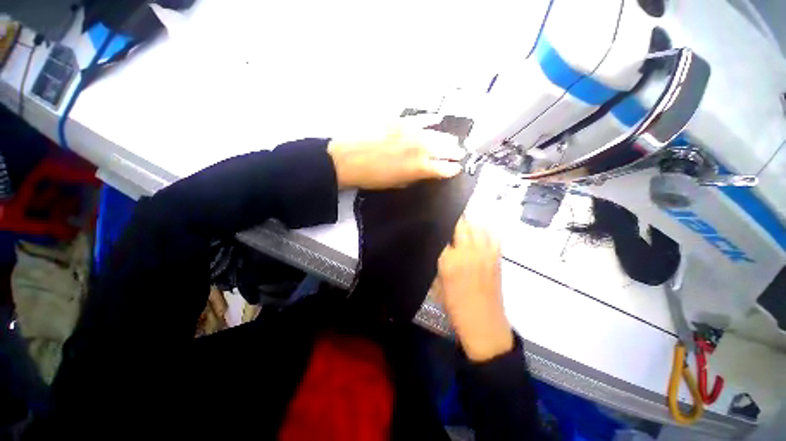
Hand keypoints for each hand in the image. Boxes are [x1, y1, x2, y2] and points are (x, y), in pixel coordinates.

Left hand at [327, 115, 465, 188]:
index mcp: (420, 167)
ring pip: (437, 133)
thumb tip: (426, 172)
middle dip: (454, 151)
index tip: (456, 169)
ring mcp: (411, 131)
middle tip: (460, 153)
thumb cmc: (373, 178)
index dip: (452, 170)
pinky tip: (436, 119)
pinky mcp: (400, 120)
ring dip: (447, 138)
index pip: (445, 168)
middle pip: (445, 148)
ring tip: (453, 140)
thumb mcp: (397, 184)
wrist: (348, 159)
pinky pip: (420, 118)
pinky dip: (430, 119)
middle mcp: (421, 148)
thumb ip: (415, 177)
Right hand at [436, 218, 512, 361]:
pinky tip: (478, 234)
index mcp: (449, 261)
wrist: (484, 324)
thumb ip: (437, 263)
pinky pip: (493, 235)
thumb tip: (437, 248)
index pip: (441, 234)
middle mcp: (467, 252)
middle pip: (460, 224)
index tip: (434, 226)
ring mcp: (484, 253)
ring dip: (468, 224)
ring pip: (477, 226)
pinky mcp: (496, 257)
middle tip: (447, 223)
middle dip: (452, 221)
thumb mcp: (437, 285)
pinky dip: (485, 231)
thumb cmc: (455, 308)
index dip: (437, 228)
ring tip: (461, 227)